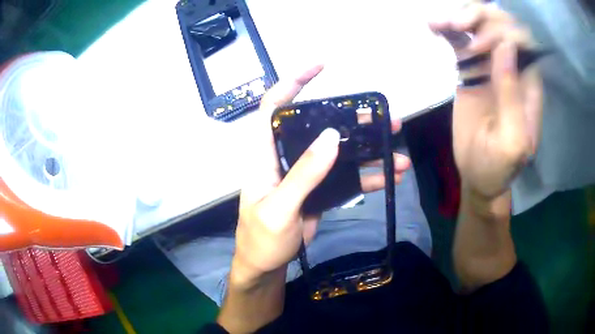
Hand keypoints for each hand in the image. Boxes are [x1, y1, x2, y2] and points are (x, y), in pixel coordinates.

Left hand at [233, 65, 410, 284]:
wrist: (265, 265)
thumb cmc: (261, 239)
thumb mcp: (279, 209)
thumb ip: (303, 174)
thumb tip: (332, 136)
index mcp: (265, 153)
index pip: (274, 106)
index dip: (293, 82)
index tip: (321, 66)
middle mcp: (286, 156)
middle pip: (319, 125)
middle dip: (353, 118)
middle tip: (385, 117)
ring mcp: (305, 173)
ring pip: (338, 150)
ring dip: (369, 148)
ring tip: (398, 148)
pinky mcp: (319, 190)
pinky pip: (346, 176)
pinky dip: (368, 175)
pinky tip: (390, 176)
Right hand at [429, 3, 542, 198]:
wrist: (477, 173)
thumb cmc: (498, 167)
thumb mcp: (510, 143)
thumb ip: (513, 99)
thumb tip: (506, 47)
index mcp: (528, 84)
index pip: (521, 39)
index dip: (501, 31)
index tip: (478, 47)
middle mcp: (512, 67)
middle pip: (500, 23)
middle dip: (479, 16)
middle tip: (456, 26)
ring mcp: (490, 64)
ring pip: (479, 24)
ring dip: (460, 15)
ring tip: (439, 22)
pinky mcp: (471, 67)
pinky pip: (461, 38)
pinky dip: (446, 27)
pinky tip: (433, 26)